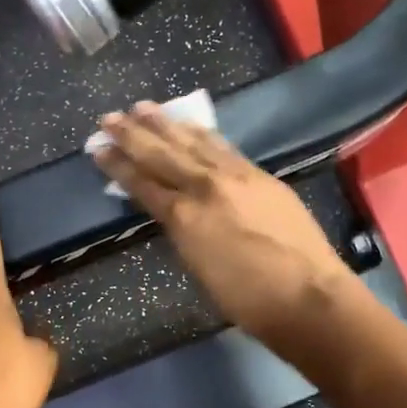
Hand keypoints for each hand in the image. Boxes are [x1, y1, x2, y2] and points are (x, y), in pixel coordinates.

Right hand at [92, 102, 360, 347]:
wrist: (308, 295)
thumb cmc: (248, 300)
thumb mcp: (199, 269)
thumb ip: (182, 234)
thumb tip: (172, 212)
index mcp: (185, 218)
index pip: (143, 184)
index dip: (118, 166)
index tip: (98, 148)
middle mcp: (206, 187)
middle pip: (162, 155)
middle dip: (133, 135)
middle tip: (109, 117)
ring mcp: (236, 177)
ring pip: (193, 142)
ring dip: (166, 124)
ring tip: (143, 107)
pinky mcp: (260, 176)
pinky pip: (222, 147)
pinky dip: (202, 133)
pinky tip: (191, 125)